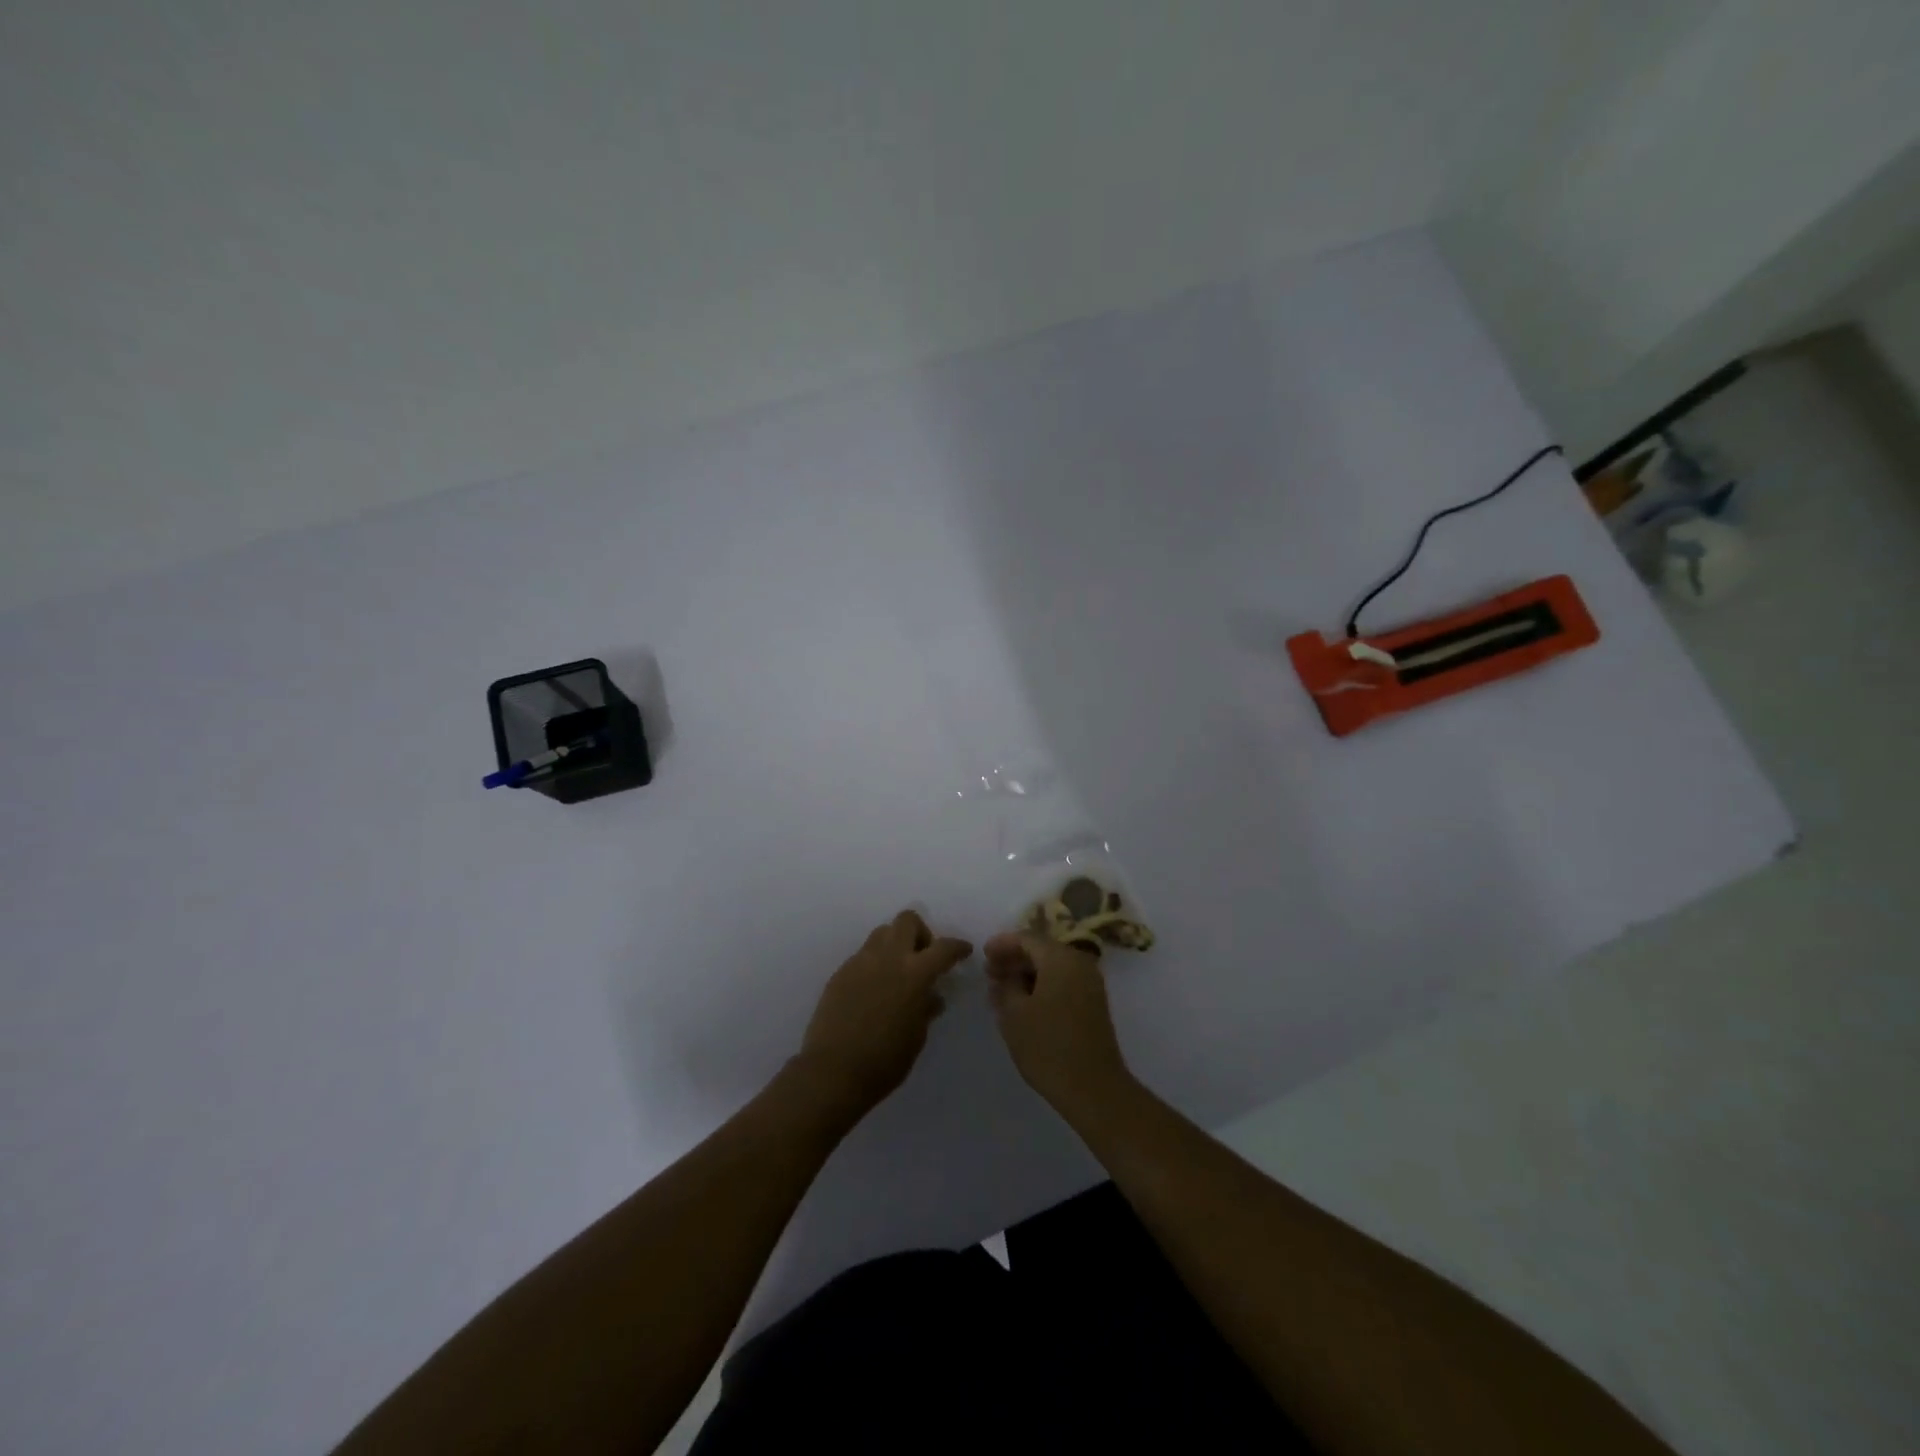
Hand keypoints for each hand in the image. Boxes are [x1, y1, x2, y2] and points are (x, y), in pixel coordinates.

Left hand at [797, 910, 971, 1121]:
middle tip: (923, 958)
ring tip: (897, 972)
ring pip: (882, 932)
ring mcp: (861, 962)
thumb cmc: (884, 1061)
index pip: (943, 948)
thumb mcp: (916, 1037)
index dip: (958, 947)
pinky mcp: (841, 972)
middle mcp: (888, 958)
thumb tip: (931, 997)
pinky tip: (874, 989)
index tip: (964, 951)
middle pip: (908, 921)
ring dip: (896, 944)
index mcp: (914, 973)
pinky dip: (875, 963)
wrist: (832, 1071)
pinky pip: (863, 955)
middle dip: (921, 933)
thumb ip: (926, 1009)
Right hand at [985, 933, 1134, 1118]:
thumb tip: (1003, 976)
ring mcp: (1090, 984)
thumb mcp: (1014, 1014)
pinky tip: (1024, 1003)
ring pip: (1053, 967)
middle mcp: (1080, 963)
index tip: (983, 955)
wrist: (1094, 1088)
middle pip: (1042, 950)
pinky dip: (1042, 985)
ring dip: (1027, 973)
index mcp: (1061, 958)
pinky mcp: (1093, 1004)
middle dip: (1014, 958)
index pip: (1027, 938)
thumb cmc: (1048, 1046)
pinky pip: (1063, 982)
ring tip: (1002, 989)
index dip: (1002, 943)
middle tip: (990, 973)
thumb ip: (1005, 987)